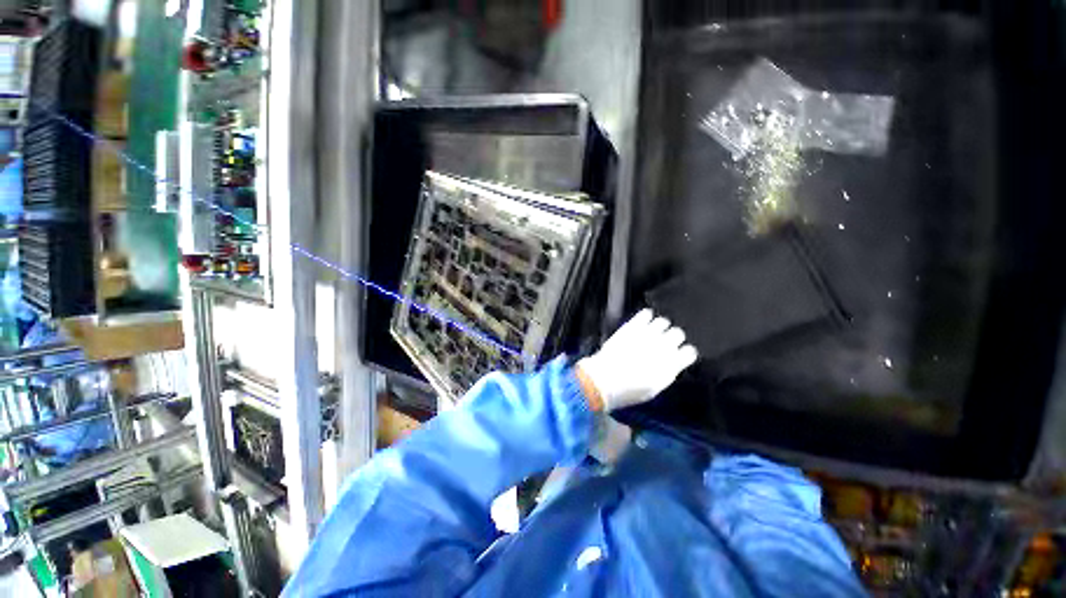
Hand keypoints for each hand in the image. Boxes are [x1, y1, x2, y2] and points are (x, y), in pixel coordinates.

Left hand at [576, 309, 698, 411]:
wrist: (605, 379)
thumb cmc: (629, 390)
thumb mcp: (654, 389)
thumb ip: (666, 373)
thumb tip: (671, 364)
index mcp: (672, 365)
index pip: (690, 352)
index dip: (684, 352)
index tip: (678, 354)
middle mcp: (663, 346)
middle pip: (678, 333)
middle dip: (673, 337)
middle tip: (663, 342)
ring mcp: (647, 334)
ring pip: (663, 321)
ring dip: (660, 326)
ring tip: (652, 331)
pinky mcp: (633, 326)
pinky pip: (646, 313)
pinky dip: (646, 316)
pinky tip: (643, 322)